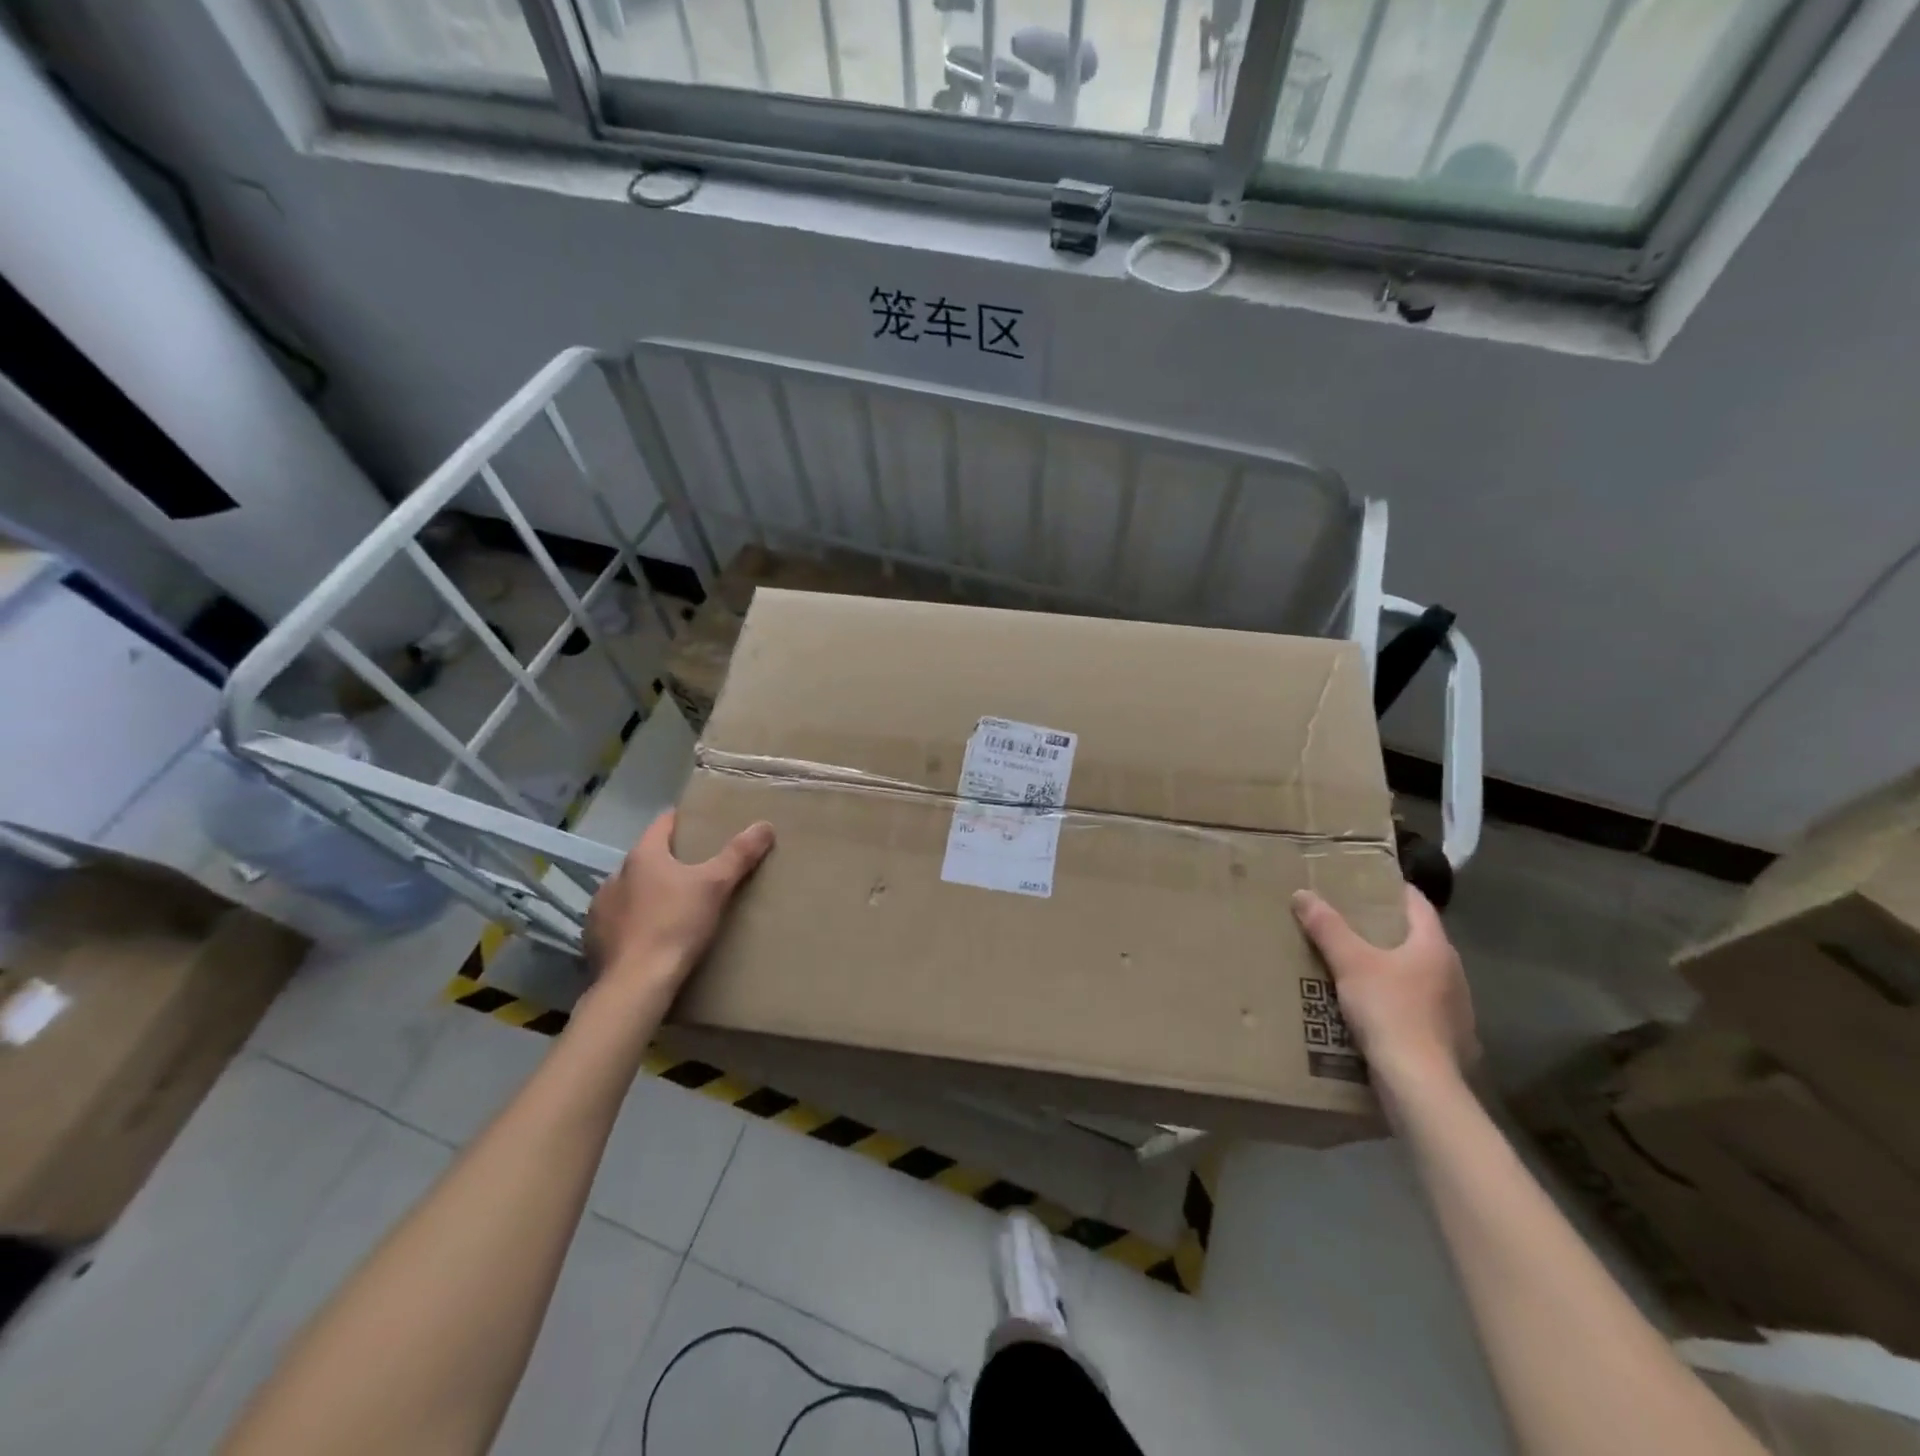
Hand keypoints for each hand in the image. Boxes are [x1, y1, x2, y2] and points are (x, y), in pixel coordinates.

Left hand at [584, 810, 773, 991]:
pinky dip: (634, 922)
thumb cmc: (675, 925)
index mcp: (642, 856)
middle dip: (669, 860)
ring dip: (647, 892)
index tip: (701, 823)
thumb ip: (739, 854)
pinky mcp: (593, 940)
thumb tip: (764, 825)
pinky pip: (617, 921)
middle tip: (697, 869)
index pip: (662, 824)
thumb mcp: (715, 885)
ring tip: (673, 905)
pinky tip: (650, 935)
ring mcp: (599, 909)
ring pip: (629, 890)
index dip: (683, 820)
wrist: (635, 985)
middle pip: (647, 858)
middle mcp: (614, 876)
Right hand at [1292, 885, 1478, 1091]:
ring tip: (1358, 965)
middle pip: (1419, 939)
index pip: (1418, 904)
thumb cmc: (1389, 1010)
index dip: (1393, 890)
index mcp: (1435, 947)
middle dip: (1388, 929)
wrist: (1419, 1082)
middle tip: (1351, 922)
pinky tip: (1375, 1008)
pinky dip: (1399, 999)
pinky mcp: (1449, 1038)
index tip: (1367, 883)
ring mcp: (1455, 1009)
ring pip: (1421, 974)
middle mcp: (1453, 973)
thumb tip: (1302, 894)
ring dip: (1394, 966)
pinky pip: (1420, 1006)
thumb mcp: (1350, 963)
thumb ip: (1327, 927)